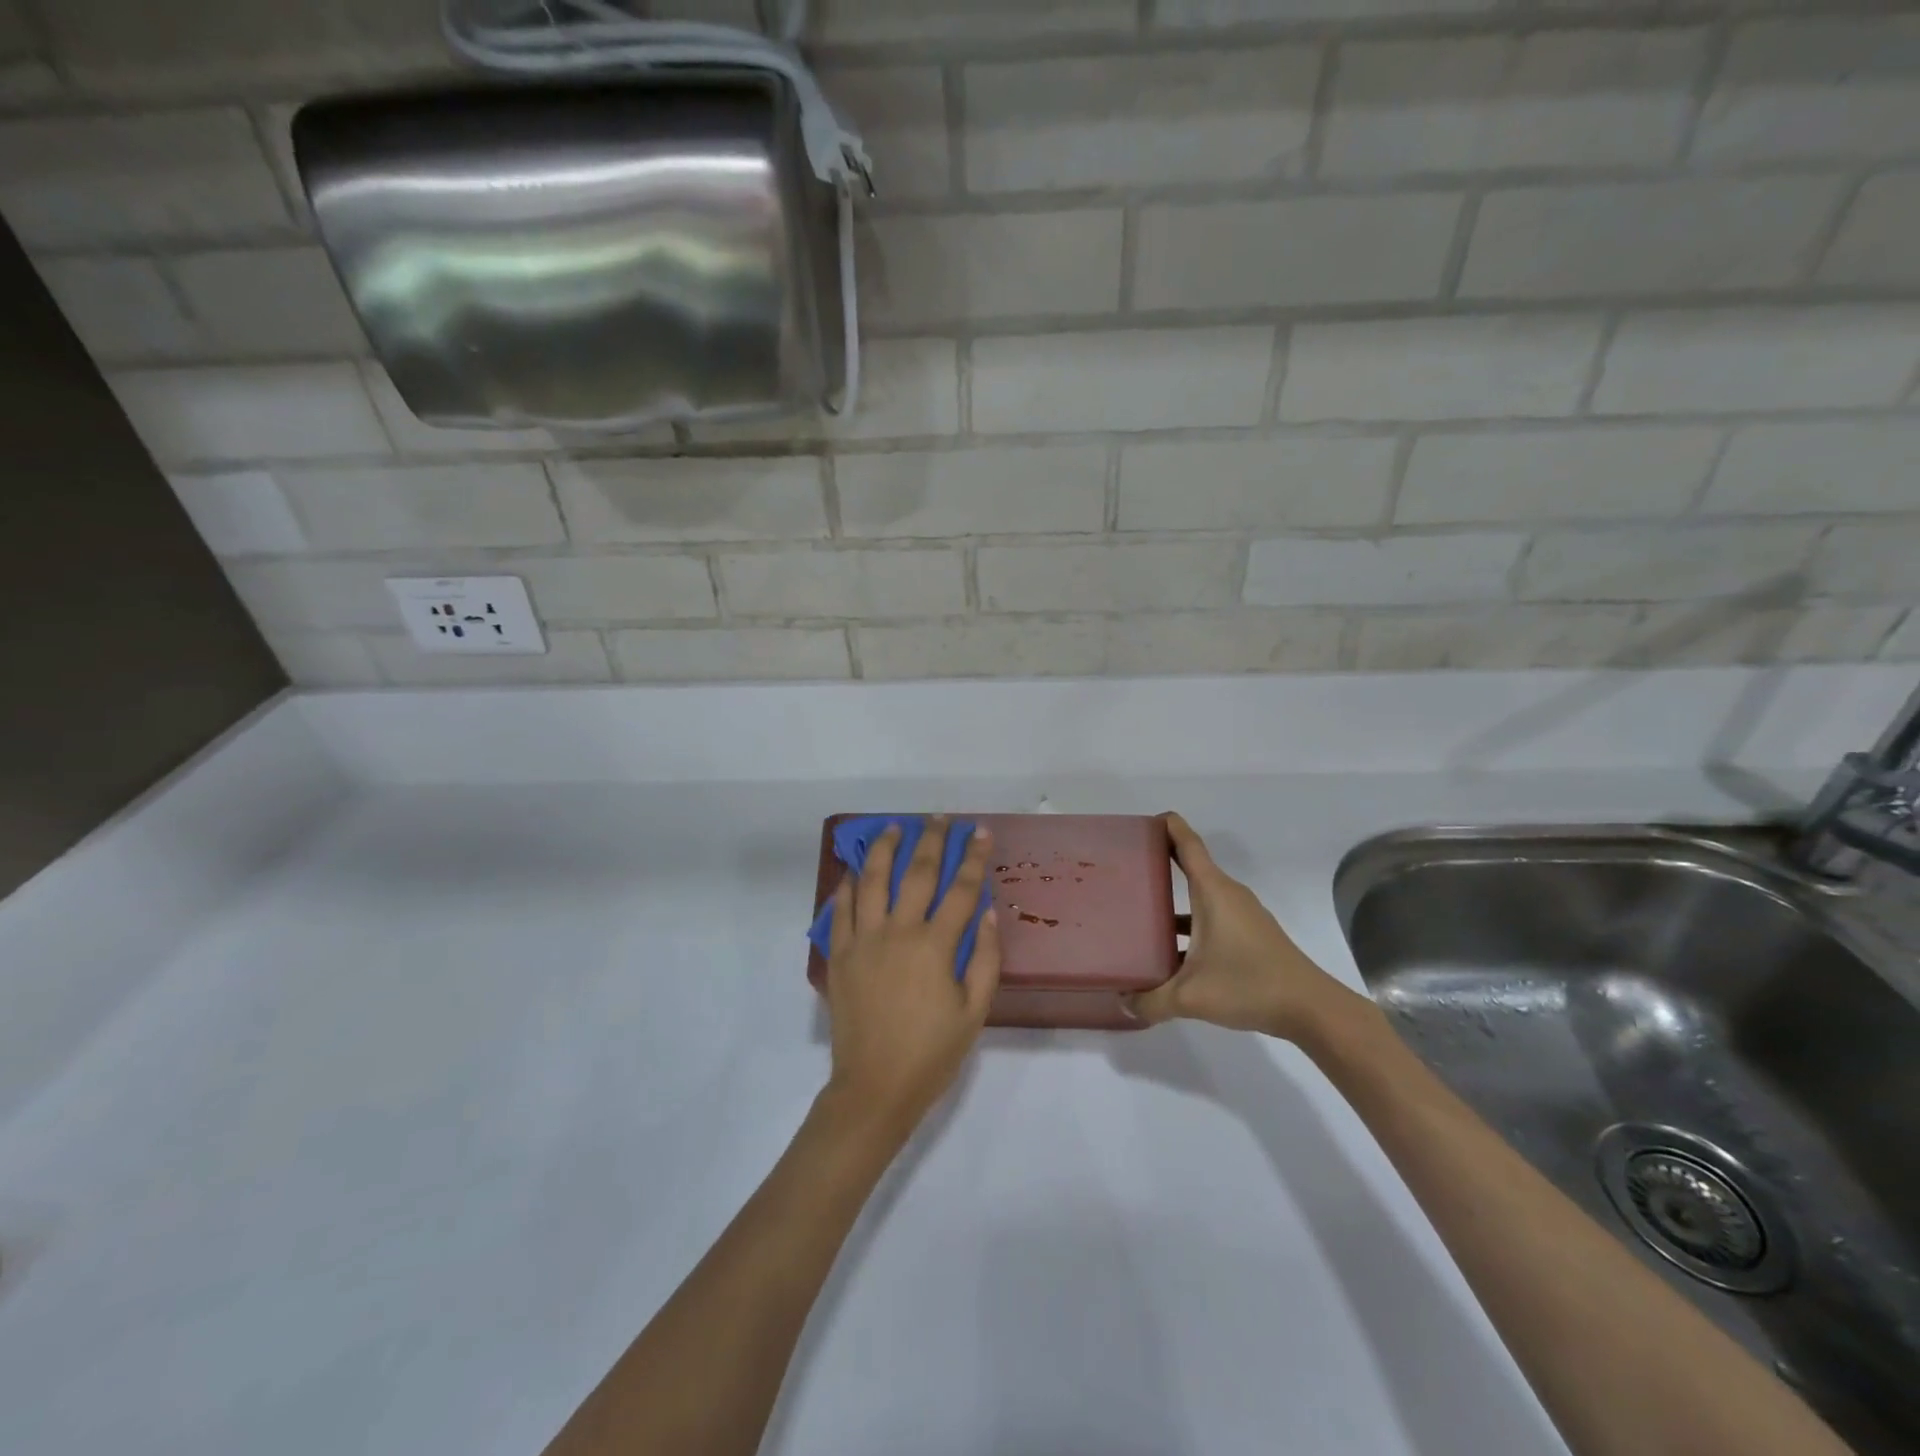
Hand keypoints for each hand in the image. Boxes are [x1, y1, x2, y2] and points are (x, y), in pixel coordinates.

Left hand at [822, 818, 1001, 1143]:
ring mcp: (864, 940)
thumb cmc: (931, 1053)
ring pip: (873, 880)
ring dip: (885, 848)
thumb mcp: (974, 1012)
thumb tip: (988, 913)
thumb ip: (985, 959)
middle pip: (918, 873)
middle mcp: (898, 932)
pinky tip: (856, 869)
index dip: (974, 858)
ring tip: (894, 827)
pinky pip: (841, 908)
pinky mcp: (841, 954)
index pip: (961, 889)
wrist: (874, 1088)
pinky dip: (849, 884)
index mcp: (935, 946)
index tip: (981, 832)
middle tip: (940, 818)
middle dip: (933, 840)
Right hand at [1125, 813, 1362, 1042]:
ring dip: (1174, 898)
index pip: (1188, 845)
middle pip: (1192, 866)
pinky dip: (1190, 922)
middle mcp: (1228, 895)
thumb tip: (1123, 1002)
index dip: (1169, 827)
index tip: (1146, 820)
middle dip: (1162, 861)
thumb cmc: (1249, 985)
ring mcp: (1242, 915)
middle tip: (1128, 867)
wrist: (1311, 1008)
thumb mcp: (1191, 996)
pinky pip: (1212, 916)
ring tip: (1141, 911)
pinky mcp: (1250, 935)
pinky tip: (1172, 949)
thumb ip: (1151, 1000)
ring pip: (1201, 896)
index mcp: (1213, 892)